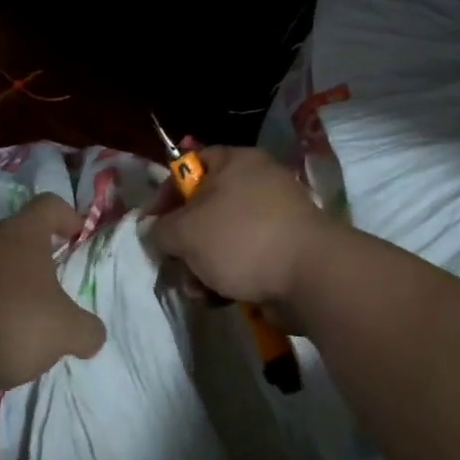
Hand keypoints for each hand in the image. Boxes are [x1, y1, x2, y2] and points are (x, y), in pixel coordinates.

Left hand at [0, 193, 106, 390]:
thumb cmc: (12, 322)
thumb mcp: (66, 331)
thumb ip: (87, 330)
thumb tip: (91, 334)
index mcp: (23, 233)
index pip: (48, 205)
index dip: (68, 215)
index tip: (79, 236)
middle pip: (20, 234)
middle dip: (41, 256)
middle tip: (57, 285)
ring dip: (14, 283)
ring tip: (29, 318)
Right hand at [147, 147, 333, 306]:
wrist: (310, 276)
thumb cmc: (241, 238)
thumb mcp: (186, 232)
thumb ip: (160, 229)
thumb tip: (154, 231)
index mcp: (235, 162)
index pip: (189, 166)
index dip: (164, 194)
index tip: (149, 224)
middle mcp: (257, 182)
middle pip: (204, 207)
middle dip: (184, 242)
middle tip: (173, 264)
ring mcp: (274, 217)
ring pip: (222, 238)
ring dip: (202, 265)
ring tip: (197, 289)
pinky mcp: (284, 249)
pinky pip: (245, 257)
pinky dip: (229, 276)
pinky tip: (219, 297)